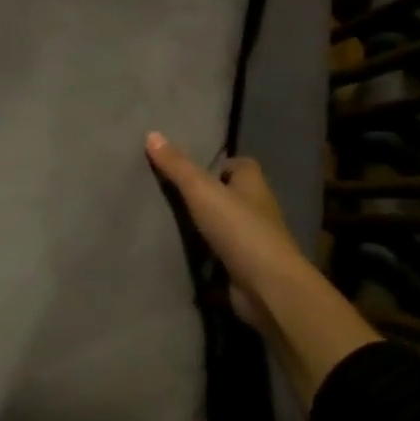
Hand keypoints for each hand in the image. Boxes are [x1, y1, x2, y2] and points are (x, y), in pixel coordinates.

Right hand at [144, 133, 308, 329]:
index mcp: (254, 186)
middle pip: (233, 195)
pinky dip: (208, 257)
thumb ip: (177, 166)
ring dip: (207, 227)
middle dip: (210, 195)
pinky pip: (223, 257)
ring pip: (228, 227)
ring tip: (171, 223)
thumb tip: (152, 134)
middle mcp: (259, 211)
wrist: (267, 286)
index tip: (193, 169)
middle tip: (173, 194)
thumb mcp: (201, 190)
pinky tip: (184, 255)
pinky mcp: (247, 269)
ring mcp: (255, 243)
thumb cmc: (238, 228)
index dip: (221, 164)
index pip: (242, 166)